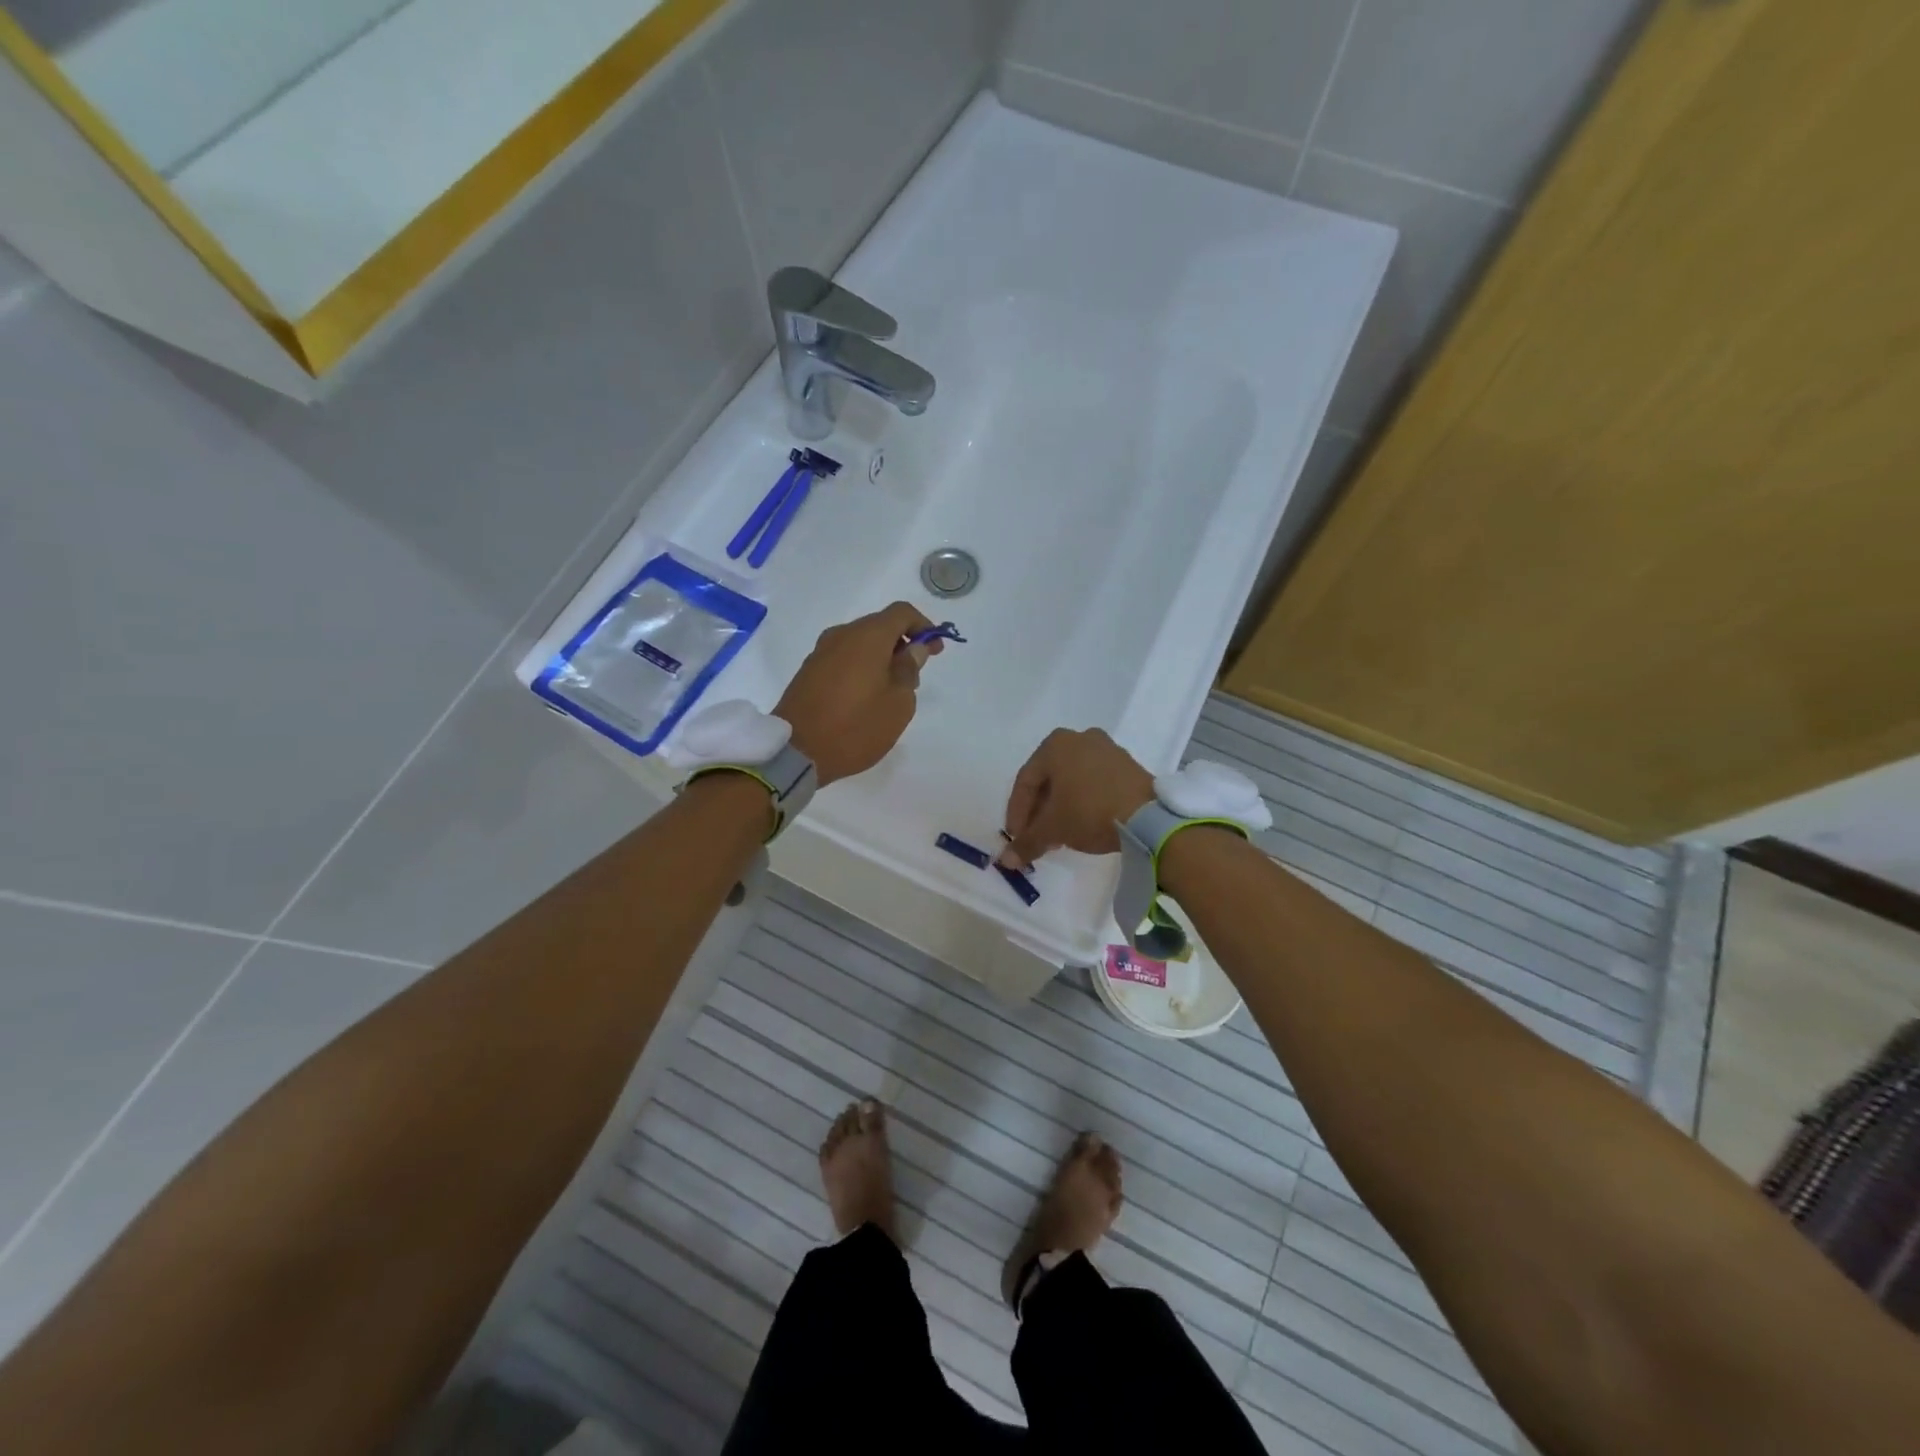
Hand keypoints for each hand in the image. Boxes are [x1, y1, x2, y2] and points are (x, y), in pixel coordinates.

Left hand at [776, 602, 942, 786]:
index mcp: (868, 636)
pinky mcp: (809, 670)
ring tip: (891, 689)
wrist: (796, 751)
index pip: (902, 612)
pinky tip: (866, 695)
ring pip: (860, 642)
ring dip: (881, 657)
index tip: (935, 650)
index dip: (924, 626)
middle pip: (880, 625)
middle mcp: (842, 634)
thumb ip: (909, 670)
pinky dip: (861, 667)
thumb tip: (913, 649)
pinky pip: (844, 657)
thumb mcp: (898, 703)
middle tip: (915, 674)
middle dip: (902, 643)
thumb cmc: (856, 727)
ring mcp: (821, 651)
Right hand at [1000, 728, 1154, 866]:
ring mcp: (1107, 749)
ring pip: (1072, 781)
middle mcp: (1080, 738)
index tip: (1016, 838)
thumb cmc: (1089, 812)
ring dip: (1060, 809)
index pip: (1025, 782)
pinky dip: (1083, 802)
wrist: (1148, 816)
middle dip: (1039, 811)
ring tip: (1058, 837)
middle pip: (1049, 780)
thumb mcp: (1052, 829)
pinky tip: (1082, 825)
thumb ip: (1026, 843)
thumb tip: (1007, 861)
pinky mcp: (1128, 765)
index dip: (1017, 813)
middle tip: (1036, 838)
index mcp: (1055, 744)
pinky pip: (1094, 782)